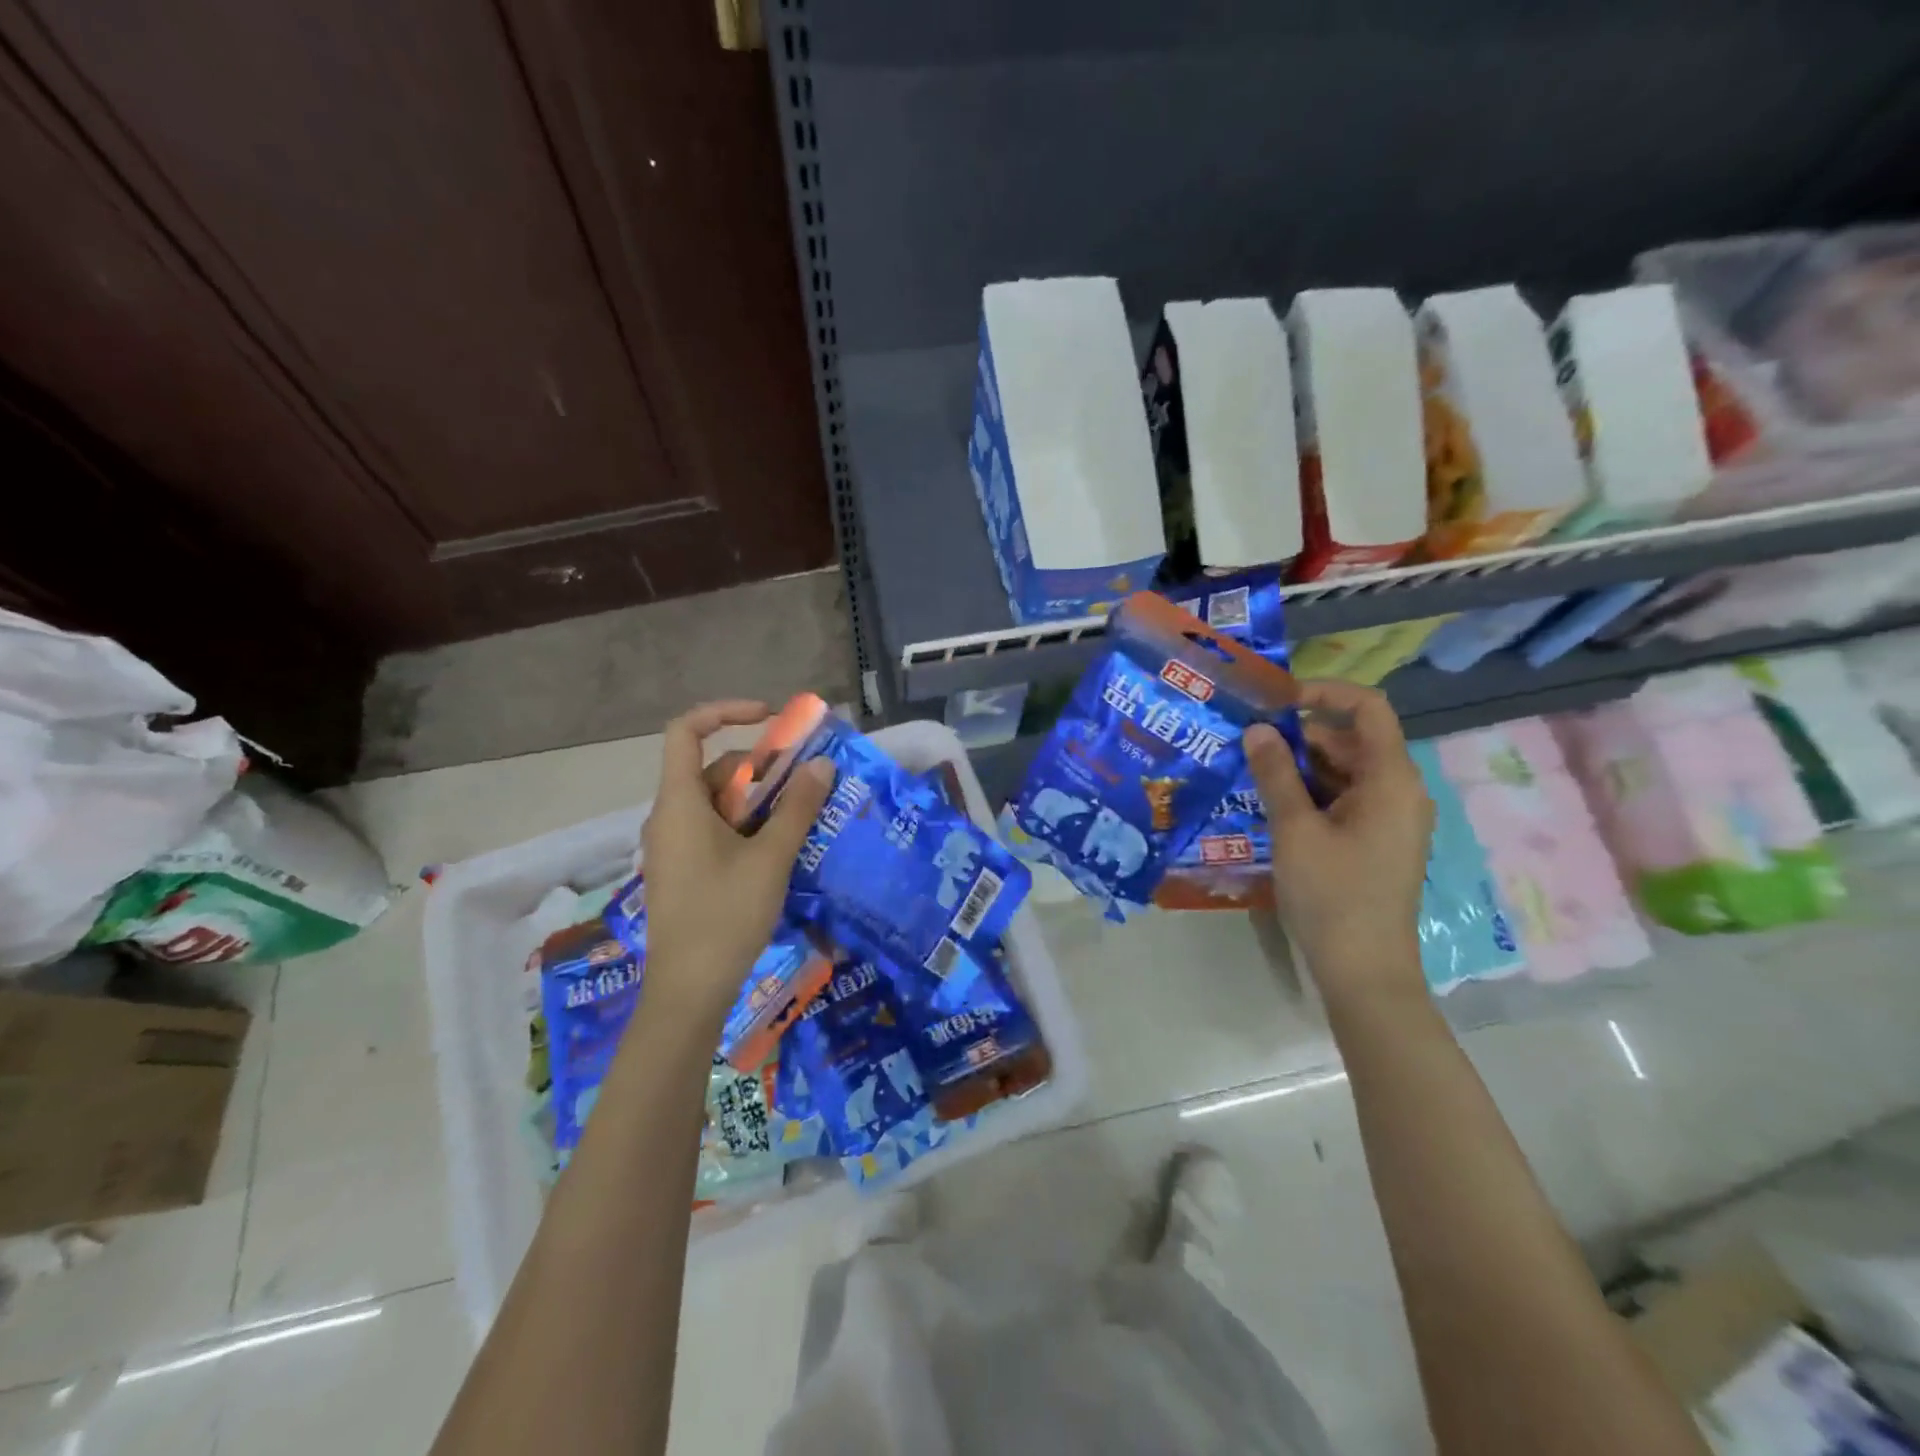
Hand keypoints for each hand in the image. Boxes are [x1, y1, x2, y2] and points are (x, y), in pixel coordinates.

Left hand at [638, 700, 834, 1027]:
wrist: (689, 992)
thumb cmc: (726, 916)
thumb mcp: (771, 858)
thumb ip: (798, 808)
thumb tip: (822, 765)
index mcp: (679, 803)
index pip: (686, 731)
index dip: (726, 713)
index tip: (771, 720)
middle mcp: (669, 817)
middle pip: (712, 769)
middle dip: (760, 768)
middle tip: (806, 782)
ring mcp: (673, 846)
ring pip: (717, 803)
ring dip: (759, 801)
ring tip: (802, 817)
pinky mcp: (683, 871)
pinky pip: (715, 830)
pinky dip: (747, 826)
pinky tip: (780, 849)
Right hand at [1243, 681, 1434, 1010]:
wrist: (1364, 970)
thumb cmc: (1332, 894)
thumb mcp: (1295, 829)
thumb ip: (1275, 773)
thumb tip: (1257, 729)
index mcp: (1392, 779)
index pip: (1368, 708)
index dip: (1324, 693)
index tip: (1276, 703)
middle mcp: (1399, 791)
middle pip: (1352, 739)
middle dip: (1300, 734)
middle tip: (1248, 742)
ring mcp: (1389, 818)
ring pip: (1345, 770)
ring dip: (1301, 765)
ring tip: (1251, 771)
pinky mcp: (1376, 840)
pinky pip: (1345, 798)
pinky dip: (1311, 792)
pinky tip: (1272, 803)